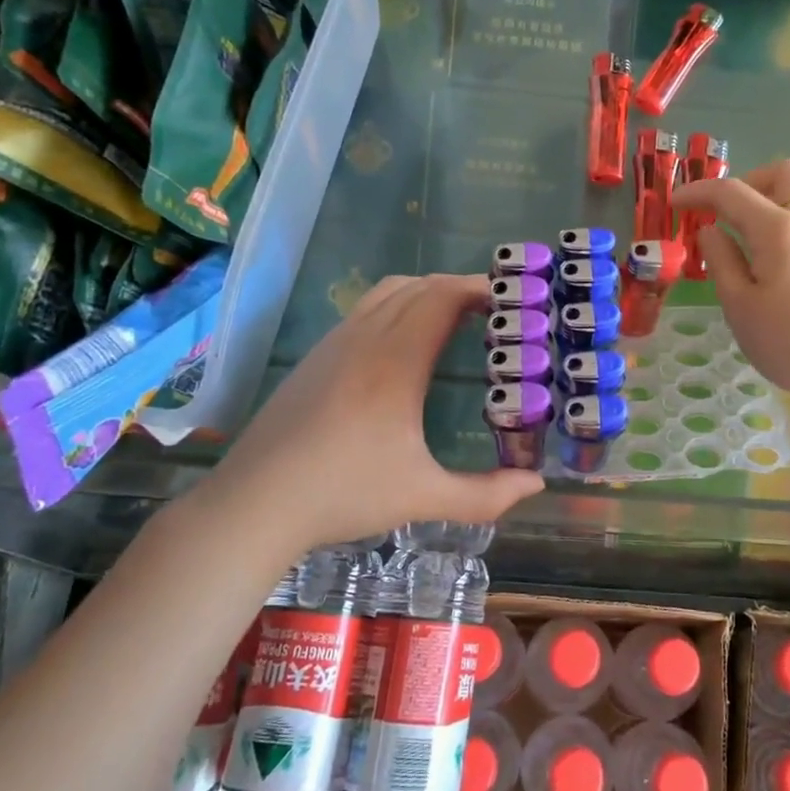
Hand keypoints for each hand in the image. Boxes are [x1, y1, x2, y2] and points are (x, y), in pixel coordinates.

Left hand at [206, 274, 542, 554]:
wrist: (254, 504)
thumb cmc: (343, 494)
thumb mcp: (422, 498)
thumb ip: (486, 494)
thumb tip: (535, 484)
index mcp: (395, 361)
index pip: (442, 297)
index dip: (479, 287)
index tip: (511, 299)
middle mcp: (364, 338)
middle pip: (419, 286)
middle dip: (460, 288)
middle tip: (494, 311)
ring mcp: (334, 344)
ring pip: (387, 292)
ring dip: (426, 293)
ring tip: (454, 319)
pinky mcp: (315, 358)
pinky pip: (365, 310)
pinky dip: (398, 307)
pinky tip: (404, 345)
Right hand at [671, 159, 789, 409]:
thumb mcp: (740, 306)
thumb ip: (722, 261)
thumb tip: (711, 231)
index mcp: (779, 229)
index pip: (732, 192)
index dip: (699, 191)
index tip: (676, 203)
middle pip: (785, 173)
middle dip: (751, 182)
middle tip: (730, 216)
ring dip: (774, 210)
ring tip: (754, 256)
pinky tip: (786, 279)